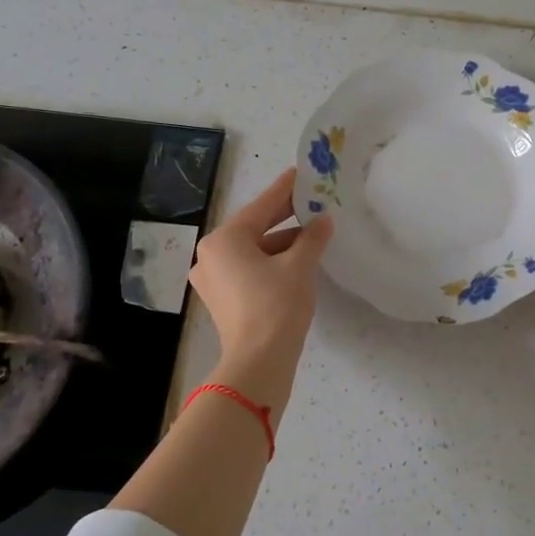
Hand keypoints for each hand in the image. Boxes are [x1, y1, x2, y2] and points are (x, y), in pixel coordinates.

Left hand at [188, 167, 333, 410]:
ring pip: (252, 250)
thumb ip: (312, 237)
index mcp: (224, 240)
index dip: (285, 190)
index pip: (261, 206)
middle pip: (254, 228)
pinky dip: (271, 262)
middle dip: (285, 218)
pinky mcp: (221, 299)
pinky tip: (297, 260)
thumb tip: (323, 221)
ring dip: (281, 243)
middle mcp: (210, 255)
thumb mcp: (300, 266)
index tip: (301, 174)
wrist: (258, 362)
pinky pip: (248, 269)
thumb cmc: (276, 305)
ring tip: (313, 235)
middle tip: (311, 202)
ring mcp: (212, 279)